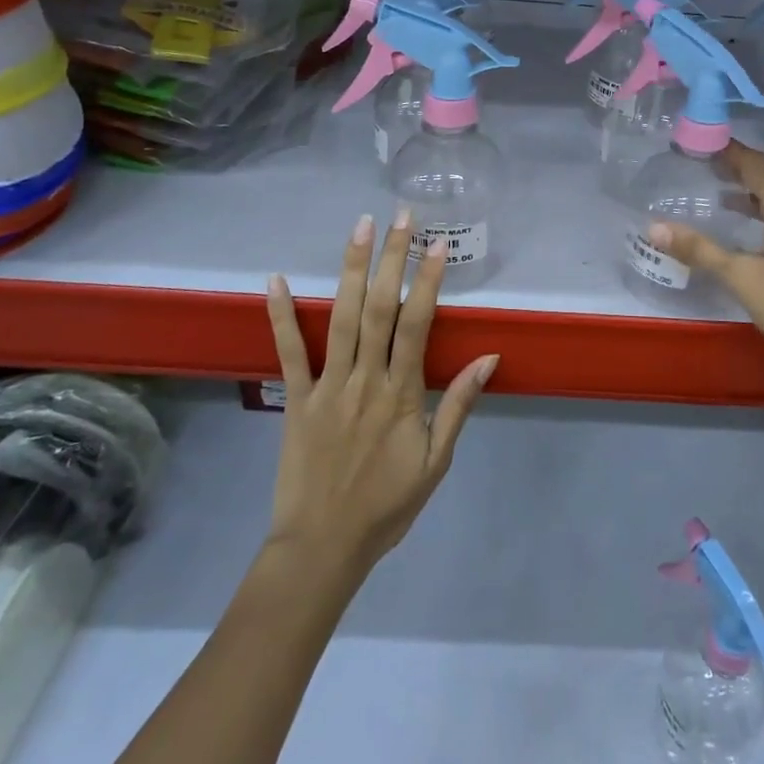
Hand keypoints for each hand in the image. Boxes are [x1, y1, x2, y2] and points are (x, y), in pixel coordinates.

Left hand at [264, 210, 497, 574]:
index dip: (428, 281)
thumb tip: (488, 359)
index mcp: (401, 393)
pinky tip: (275, 280)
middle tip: (400, 217)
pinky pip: (289, 352)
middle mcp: (365, 379)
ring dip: (349, 269)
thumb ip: (458, 405)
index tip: (437, 244)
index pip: (417, 324)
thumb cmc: (387, 505)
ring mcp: (328, 386)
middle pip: (378, 308)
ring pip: (340, 318)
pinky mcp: (297, 399)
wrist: (323, 547)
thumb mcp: (436, 461)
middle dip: (391, 258)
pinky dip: (281, 315)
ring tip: (358, 227)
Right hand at [648, 141, 763, 407]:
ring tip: (726, 197)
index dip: (733, 152)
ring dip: (759, 192)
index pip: (758, 168)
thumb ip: (700, 251)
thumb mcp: (742, 278)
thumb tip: (654, 227)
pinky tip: (754, 234)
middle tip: (715, 167)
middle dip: (748, 168)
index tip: (708, 143)